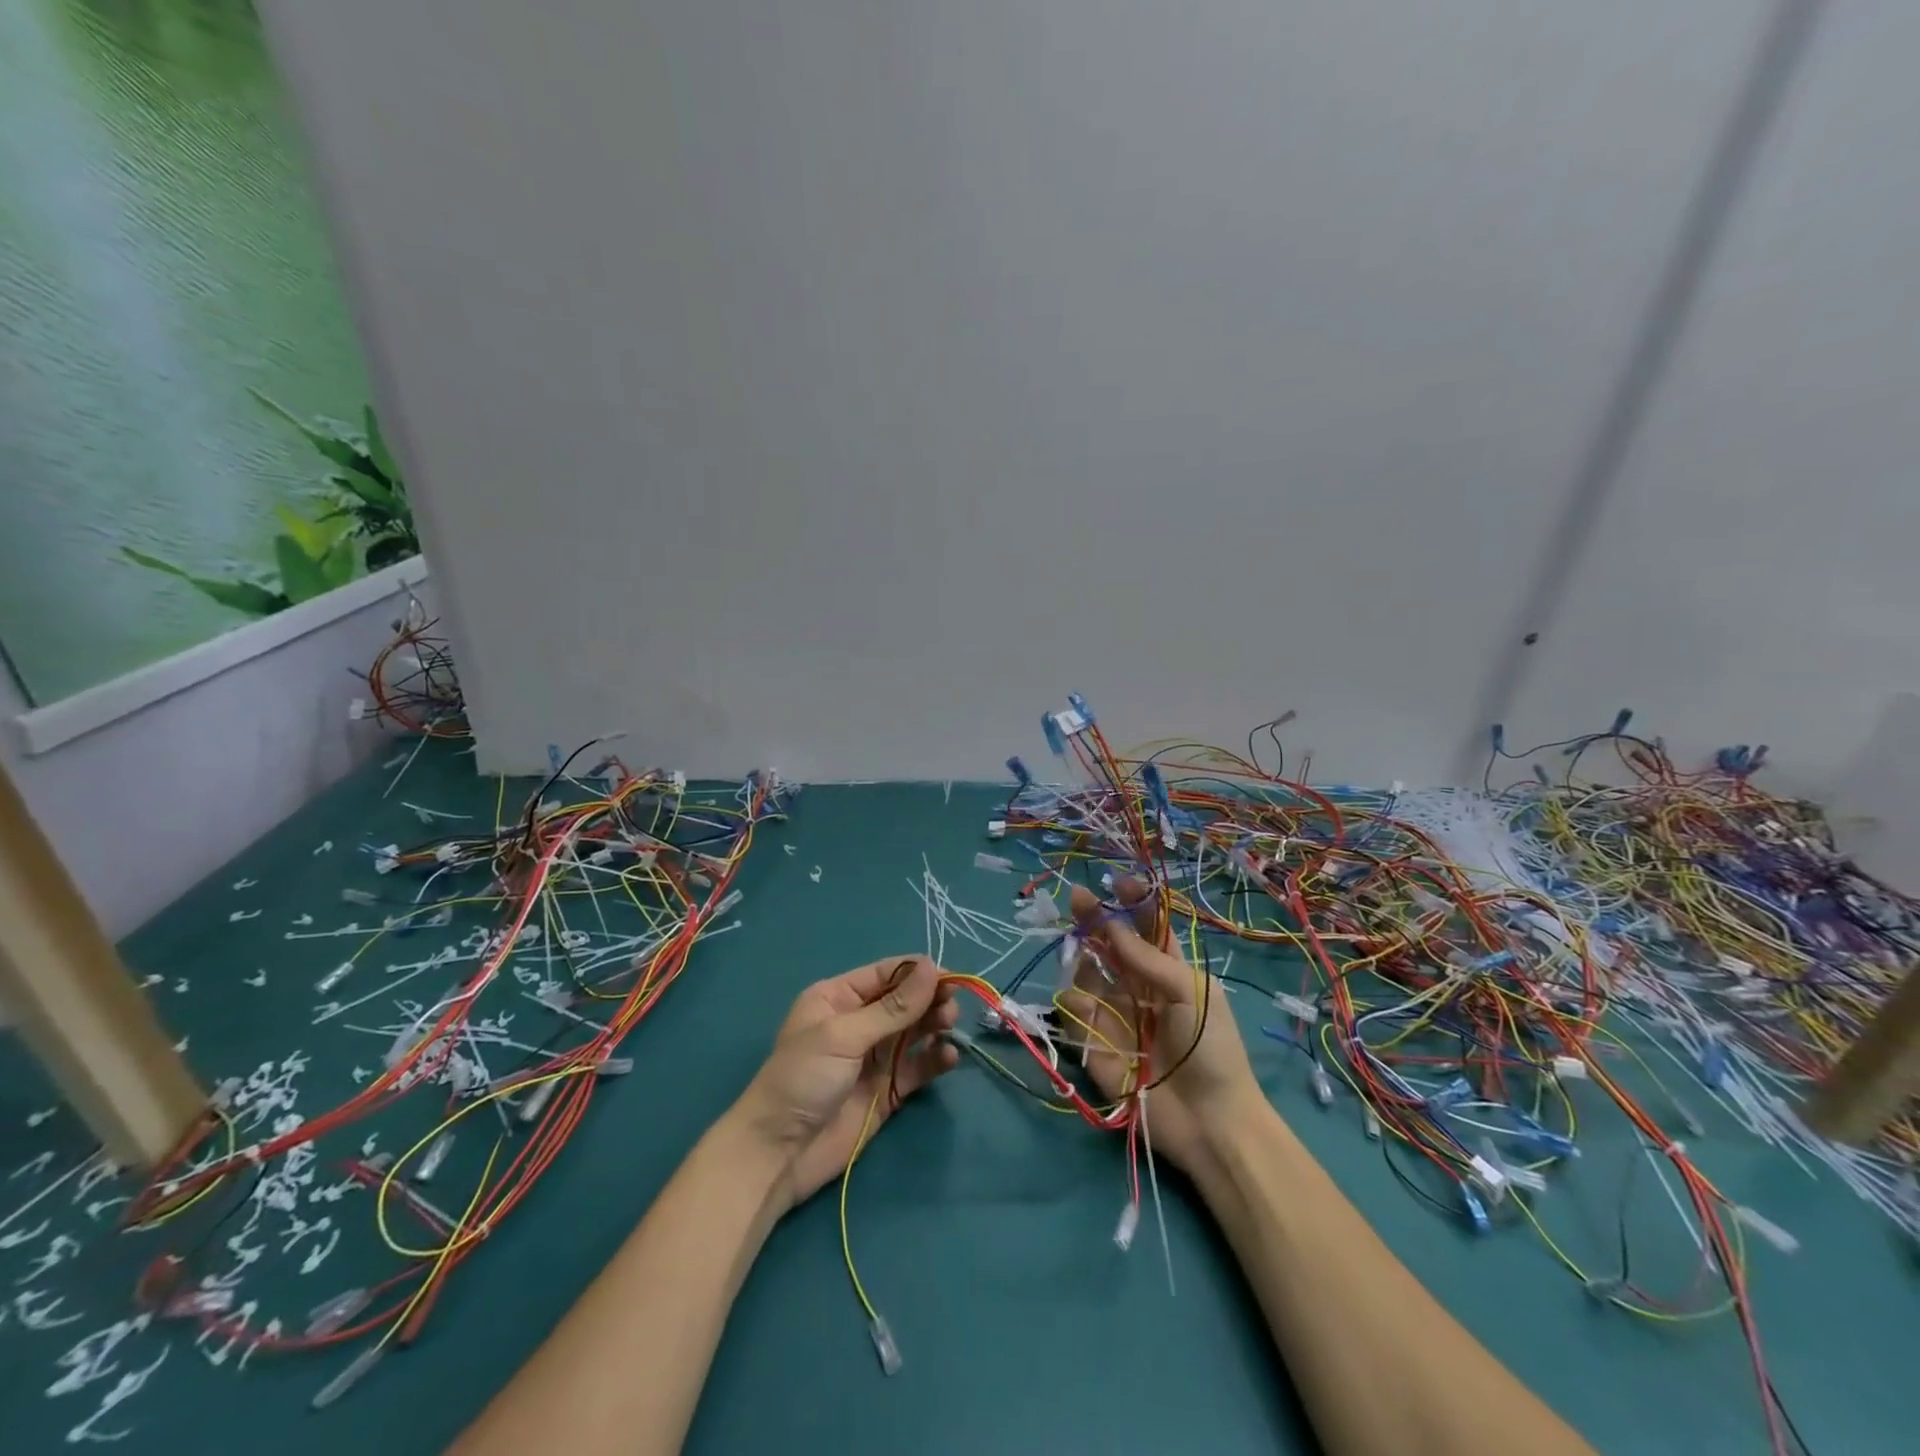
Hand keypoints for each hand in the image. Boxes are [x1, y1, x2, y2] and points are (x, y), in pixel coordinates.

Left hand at [731, 956, 959, 1208]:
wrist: (778, 1155)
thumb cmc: (802, 1079)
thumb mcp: (844, 1036)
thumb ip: (892, 1007)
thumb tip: (931, 967)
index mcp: (838, 998)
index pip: (885, 974)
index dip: (917, 973)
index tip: (949, 977)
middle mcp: (858, 1022)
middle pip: (904, 1001)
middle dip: (929, 999)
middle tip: (952, 1004)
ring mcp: (874, 1057)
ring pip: (915, 1031)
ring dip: (935, 1024)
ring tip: (950, 1025)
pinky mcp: (887, 1090)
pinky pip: (918, 1066)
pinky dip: (935, 1059)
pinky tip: (948, 1057)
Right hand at [1061, 878, 1265, 1172]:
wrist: (1210, 1121)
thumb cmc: (1212, 1049)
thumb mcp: (1191, 992)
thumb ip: (1148, 958)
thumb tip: (1112, 926)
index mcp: (1168, 972)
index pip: (1146, 927)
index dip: (1131, 903)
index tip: (1116, 882)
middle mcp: (1136, 987)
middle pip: (1108, 944)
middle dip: (1093, 919)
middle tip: (1076, 897)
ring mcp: (1113, 1014)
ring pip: (1084, 972)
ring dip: (1080, 956)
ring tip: (1081, 951)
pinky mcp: (1093, 1043)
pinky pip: (1073, 1012)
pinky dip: (1073, 1002)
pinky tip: (1083, 1003)